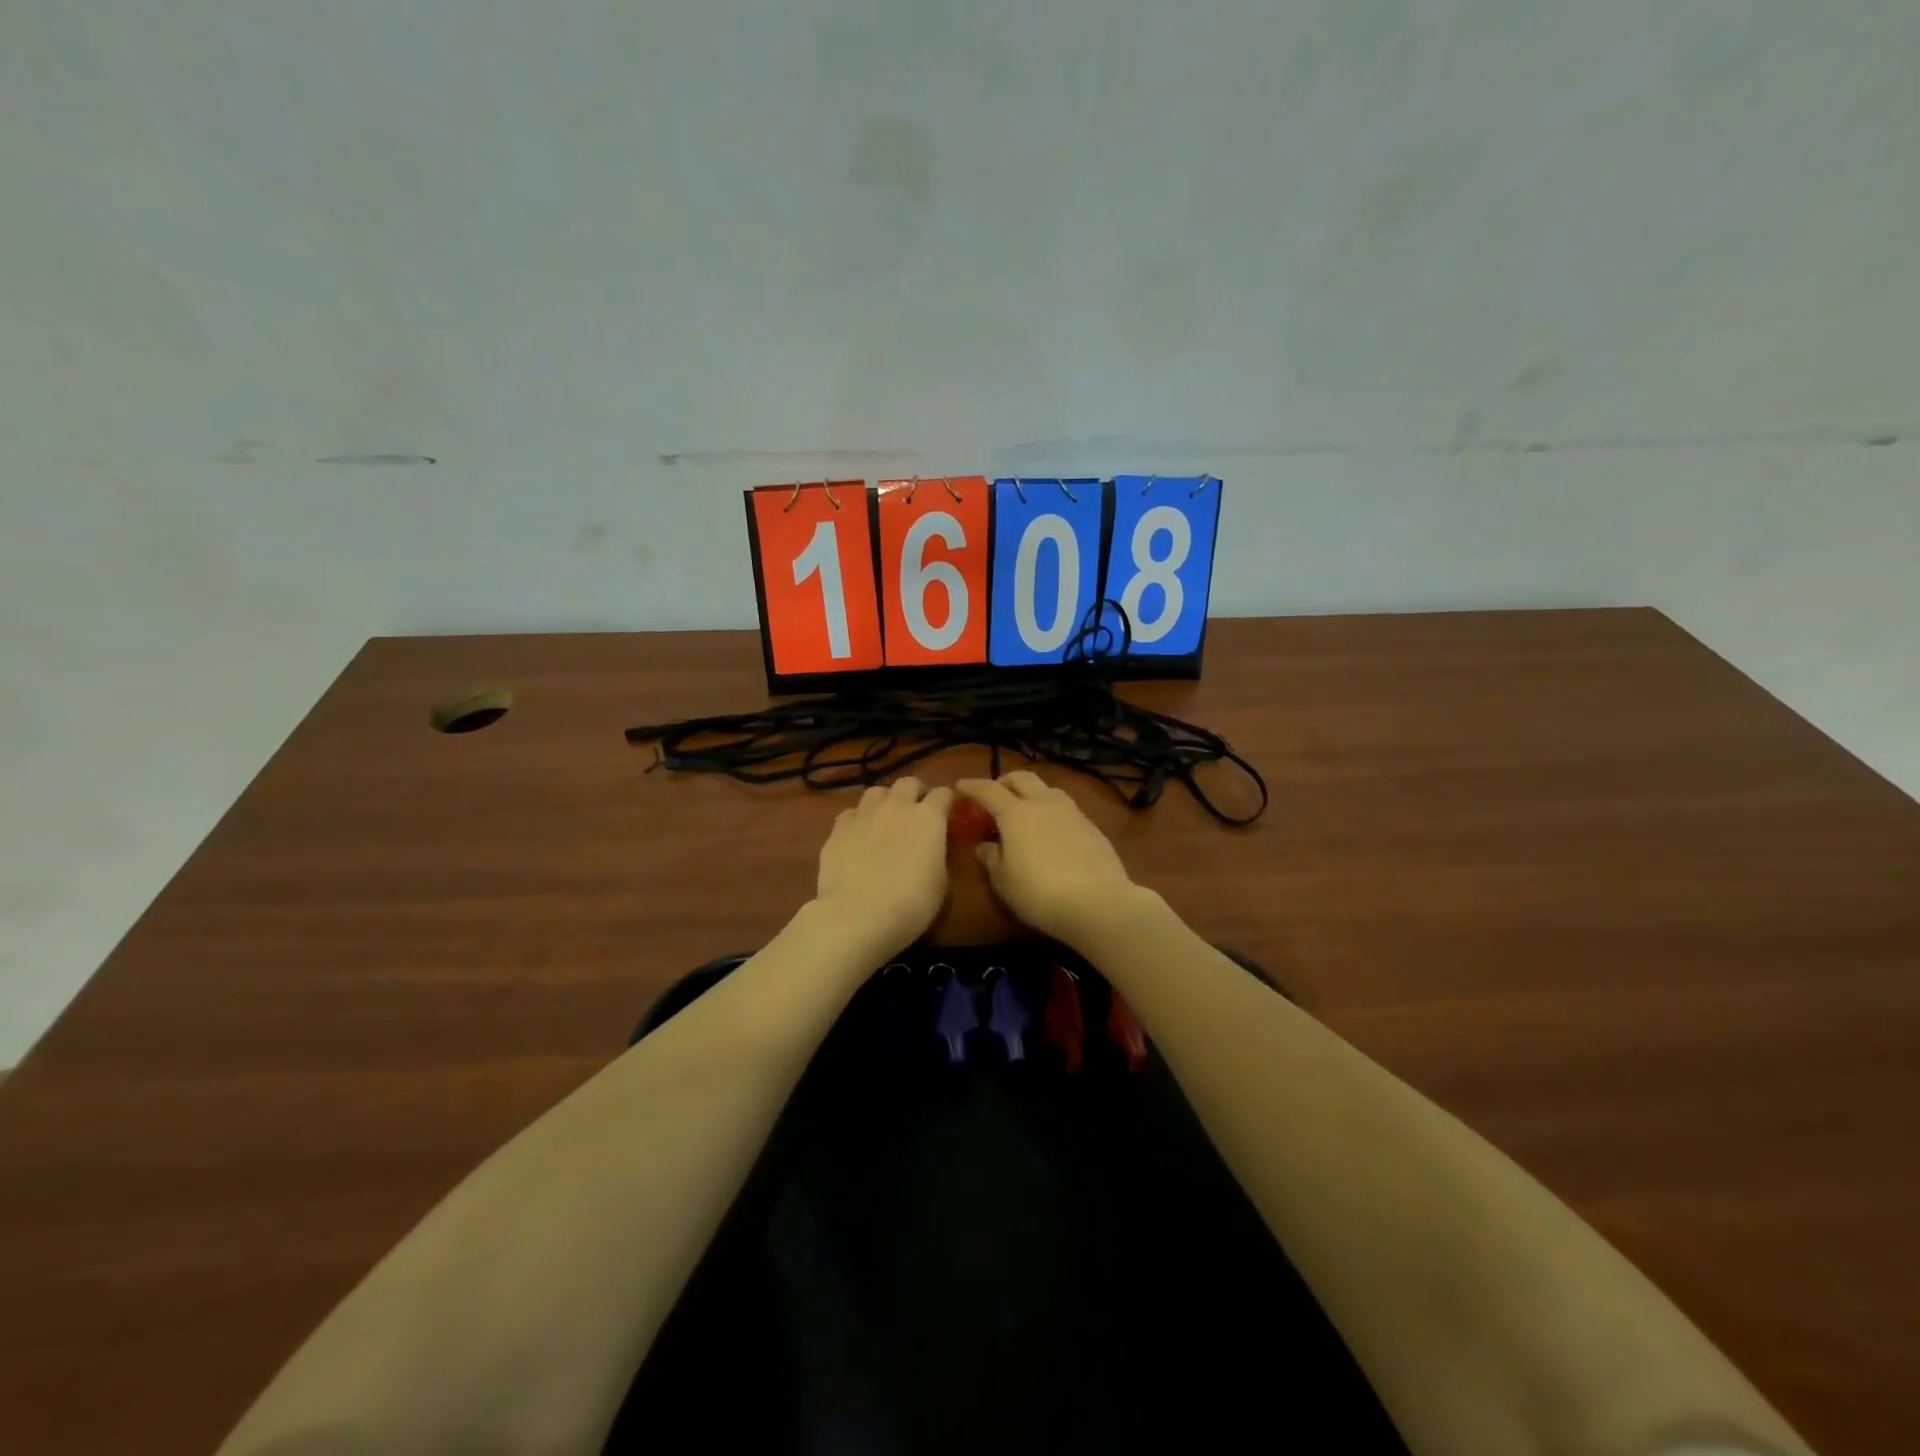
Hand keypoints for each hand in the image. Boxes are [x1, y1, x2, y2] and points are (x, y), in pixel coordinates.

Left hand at [814, 777, 954, 951]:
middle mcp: (897, 806)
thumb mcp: (941, 883)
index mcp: (929, 817)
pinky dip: (858, 821)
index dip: (947, 802)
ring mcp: (864, 814)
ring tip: (885, 820)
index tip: (948, 815)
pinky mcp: (838, 827)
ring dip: (885, 801)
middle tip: (916, 813)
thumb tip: (933, 848)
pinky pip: (852, 813)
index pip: (944, 793)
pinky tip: (858, 837)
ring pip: (877, 792)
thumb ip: (939, 855)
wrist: (857, 915)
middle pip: (909, 783)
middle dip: (916, 793)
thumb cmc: (911, 904)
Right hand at [954, 772, 1138, 943]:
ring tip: (1026, 811)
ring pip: (1048, 789)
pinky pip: (1066, 808)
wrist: (1098, 902)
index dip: (972, 786)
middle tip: (995, 796)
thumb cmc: (1039, 893)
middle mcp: (1043, 803)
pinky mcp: (1092, 827)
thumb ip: (991, 859)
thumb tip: (985, 846)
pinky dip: (1052, 811)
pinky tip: (1053, 831)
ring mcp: (1072, 812)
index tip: (960, 786)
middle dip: (1005, 781)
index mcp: (1016, 813)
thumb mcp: (1004, 882)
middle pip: (1022, 778)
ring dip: (1032, 793)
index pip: (988, 790)